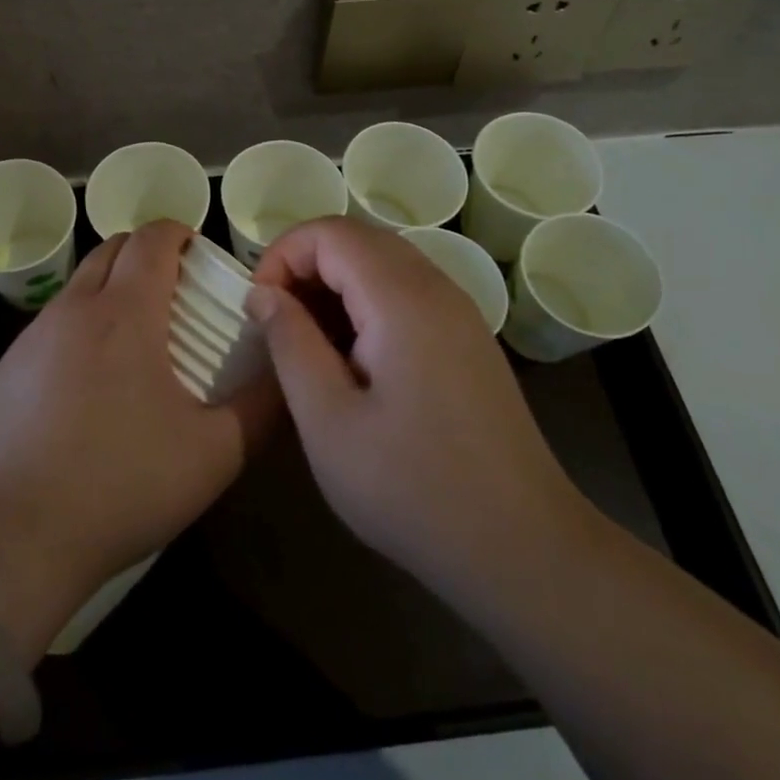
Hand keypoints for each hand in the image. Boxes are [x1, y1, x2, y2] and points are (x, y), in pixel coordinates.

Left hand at [0, 221, 276, 660]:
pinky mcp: (5, 369)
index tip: (200, 255)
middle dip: (146, 254)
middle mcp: (74, 308)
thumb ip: (261, 407)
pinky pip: (52, 325)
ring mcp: (32, 337)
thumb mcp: (212, 454)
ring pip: (79, 285)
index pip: (152, 237)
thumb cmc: (119, 486)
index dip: (180, 233)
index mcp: (125, 312)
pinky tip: (90, 386)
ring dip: (111, 290)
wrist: (7, 539)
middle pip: (112, 248)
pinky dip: (80, 327)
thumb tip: (285, 372)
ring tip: (137, 342)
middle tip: (176, 293)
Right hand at [249, 217, 588, 609]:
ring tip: (305, 341)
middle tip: (274, 322)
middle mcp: (436, 287)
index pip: (330, 232)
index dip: (281, 255)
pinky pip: (406, 291)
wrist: (523, 547)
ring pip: (382, 263)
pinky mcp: (467, 338)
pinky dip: (365, 302)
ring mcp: (459, 311)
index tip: (257, 308)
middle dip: (304, 265)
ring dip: (334, 283)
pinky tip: (351, 357)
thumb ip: (290, 344)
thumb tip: (263, 293)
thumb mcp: (328, 421)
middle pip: (357, 238)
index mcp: (401, 298)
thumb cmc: (413, 488)